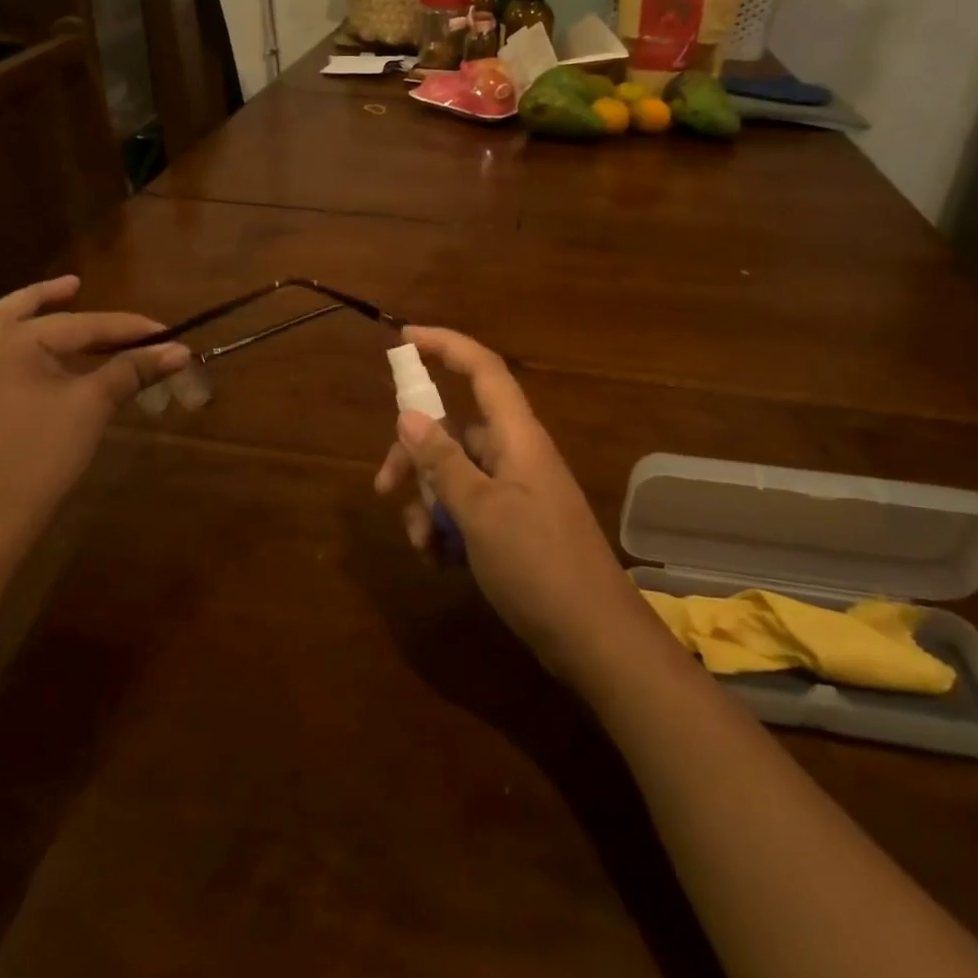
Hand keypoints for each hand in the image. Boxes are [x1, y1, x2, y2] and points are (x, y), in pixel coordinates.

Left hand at [0, 276, 189, 546]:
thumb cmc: (42, 452)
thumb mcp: (92, 405)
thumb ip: (133, 370)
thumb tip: (180, 351)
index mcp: (12, 341)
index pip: (82, 325)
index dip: (128, 328)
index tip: (166, 332)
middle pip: (20, 309)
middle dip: (50, 296)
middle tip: (77, 284)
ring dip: (28, 315)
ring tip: (55, 306)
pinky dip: (19, 343)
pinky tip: (40, 354)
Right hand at [374, 326, 659, 686]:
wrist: (594, 638)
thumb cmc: (538, 564)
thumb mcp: (480, 512)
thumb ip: (442, 462)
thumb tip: (408, 416)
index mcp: (516, 437)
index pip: (481, 369)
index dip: (445, 345)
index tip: (403, 339)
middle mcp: (515, 454)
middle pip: (454, 430)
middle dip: (414, 455)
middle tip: (383, 488)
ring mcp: (516, 491)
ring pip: (455, 475)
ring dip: (428, 503)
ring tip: (421, 544)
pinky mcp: (514, 525)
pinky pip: (469, 509)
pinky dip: (448, 528)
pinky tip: (439, 562)